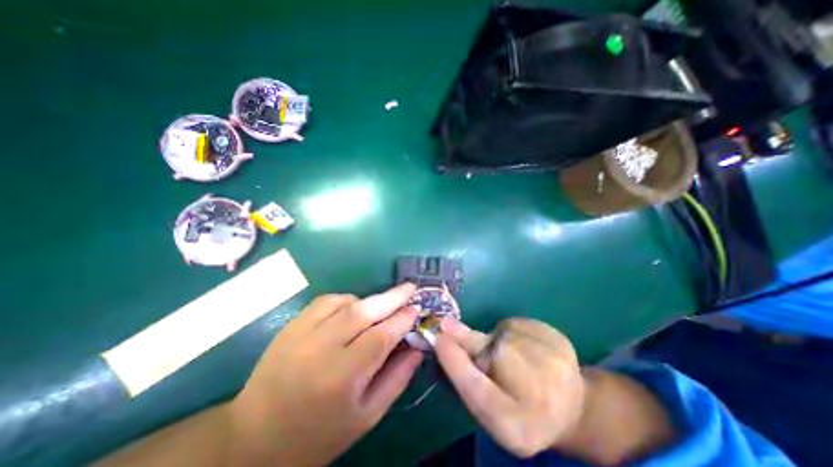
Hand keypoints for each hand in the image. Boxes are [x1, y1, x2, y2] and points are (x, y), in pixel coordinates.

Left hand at [228, 282, 419, 464]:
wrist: (253, 438)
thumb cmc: (318, 434)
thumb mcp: (366, 416)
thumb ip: (397, 379)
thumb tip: (416, 347)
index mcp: (341, 378)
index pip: (380, 337)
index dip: (401, 320)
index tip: (416, 309)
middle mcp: (320, 349)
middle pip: (363, 312)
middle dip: (391, 297)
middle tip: (410, 287)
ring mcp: (301, 333)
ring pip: (345, 302)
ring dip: (369, 300)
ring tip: (382, 307)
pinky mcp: (291, 326)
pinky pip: (326, 301)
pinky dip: (346, 300)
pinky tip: (352, 310)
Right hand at [436, 318, 583, 454]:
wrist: (571, 405)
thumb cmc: (519, 410)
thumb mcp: (488, 405)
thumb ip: (466, 374)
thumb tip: (443, 334)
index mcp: (515, 426)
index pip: (477, 391)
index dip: (454, 362)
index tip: (439, 338)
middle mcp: (539, 398)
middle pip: (490, 353)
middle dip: (476, 345)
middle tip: (482, 353)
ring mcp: (555, 363)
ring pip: (502, 333)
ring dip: (497, 340)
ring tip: (512, 358)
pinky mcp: (559, 339)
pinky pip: (518, 324)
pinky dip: (513, 332)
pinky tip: (528, 349)